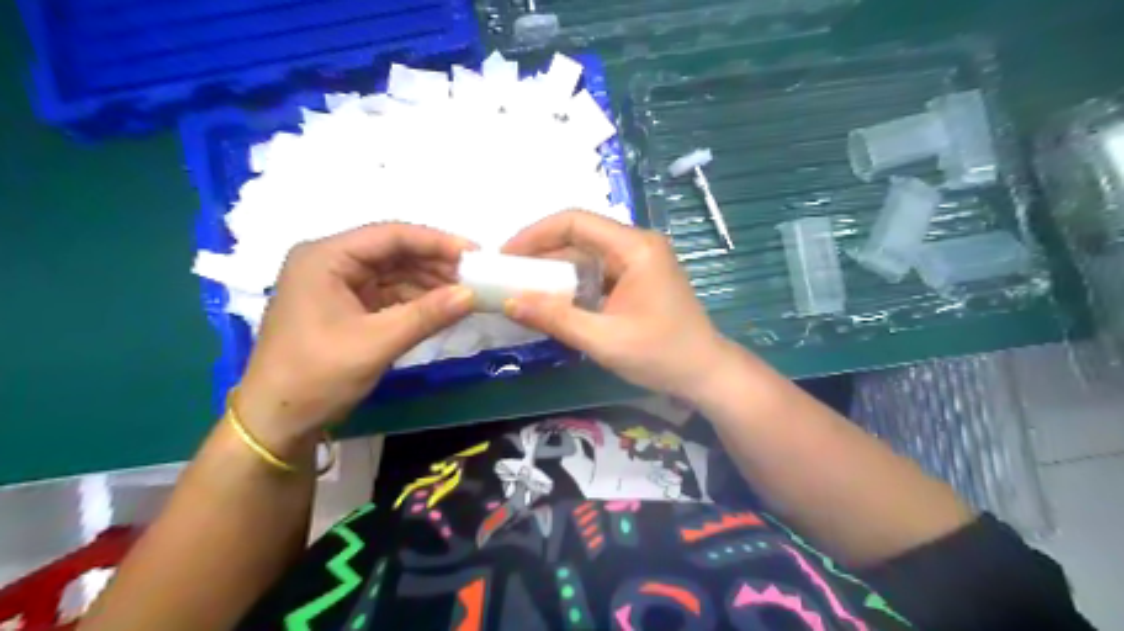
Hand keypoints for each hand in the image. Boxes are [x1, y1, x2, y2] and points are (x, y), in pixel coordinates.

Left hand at [237, 223, 473, 454]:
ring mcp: (336, 284)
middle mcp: (330, 262)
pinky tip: (441, 307)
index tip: (474, 254)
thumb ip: (427, 315)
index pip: (390, 235)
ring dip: (428, 282)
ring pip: (393, 272)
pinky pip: (388, 293)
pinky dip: (415, 299)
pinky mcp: (345, 306)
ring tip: (464, 293)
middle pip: (392, 251)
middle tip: (475, 276)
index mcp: (325, 257)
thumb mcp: (376, 343)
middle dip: (434, 263)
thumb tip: (472, 295)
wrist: (277, 422)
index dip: (436, 242)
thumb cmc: (317, 375)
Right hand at [503, 209, 734, 400]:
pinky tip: (553, 298)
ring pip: (586, 253)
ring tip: (522, 286)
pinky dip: (572, 281)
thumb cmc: (661, 356)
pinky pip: (597, 270)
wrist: (705, 373)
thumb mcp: (604, 340)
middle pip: (580, 235)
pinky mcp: (638, 277)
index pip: (576, 221)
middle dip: (541, 251)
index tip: (506, 255)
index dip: (535, 233)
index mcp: (635, 248)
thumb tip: (508, 302)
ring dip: (555, 268)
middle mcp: (638, 244)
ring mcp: (639, 260)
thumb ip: (556, 319)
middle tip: (507, 274)